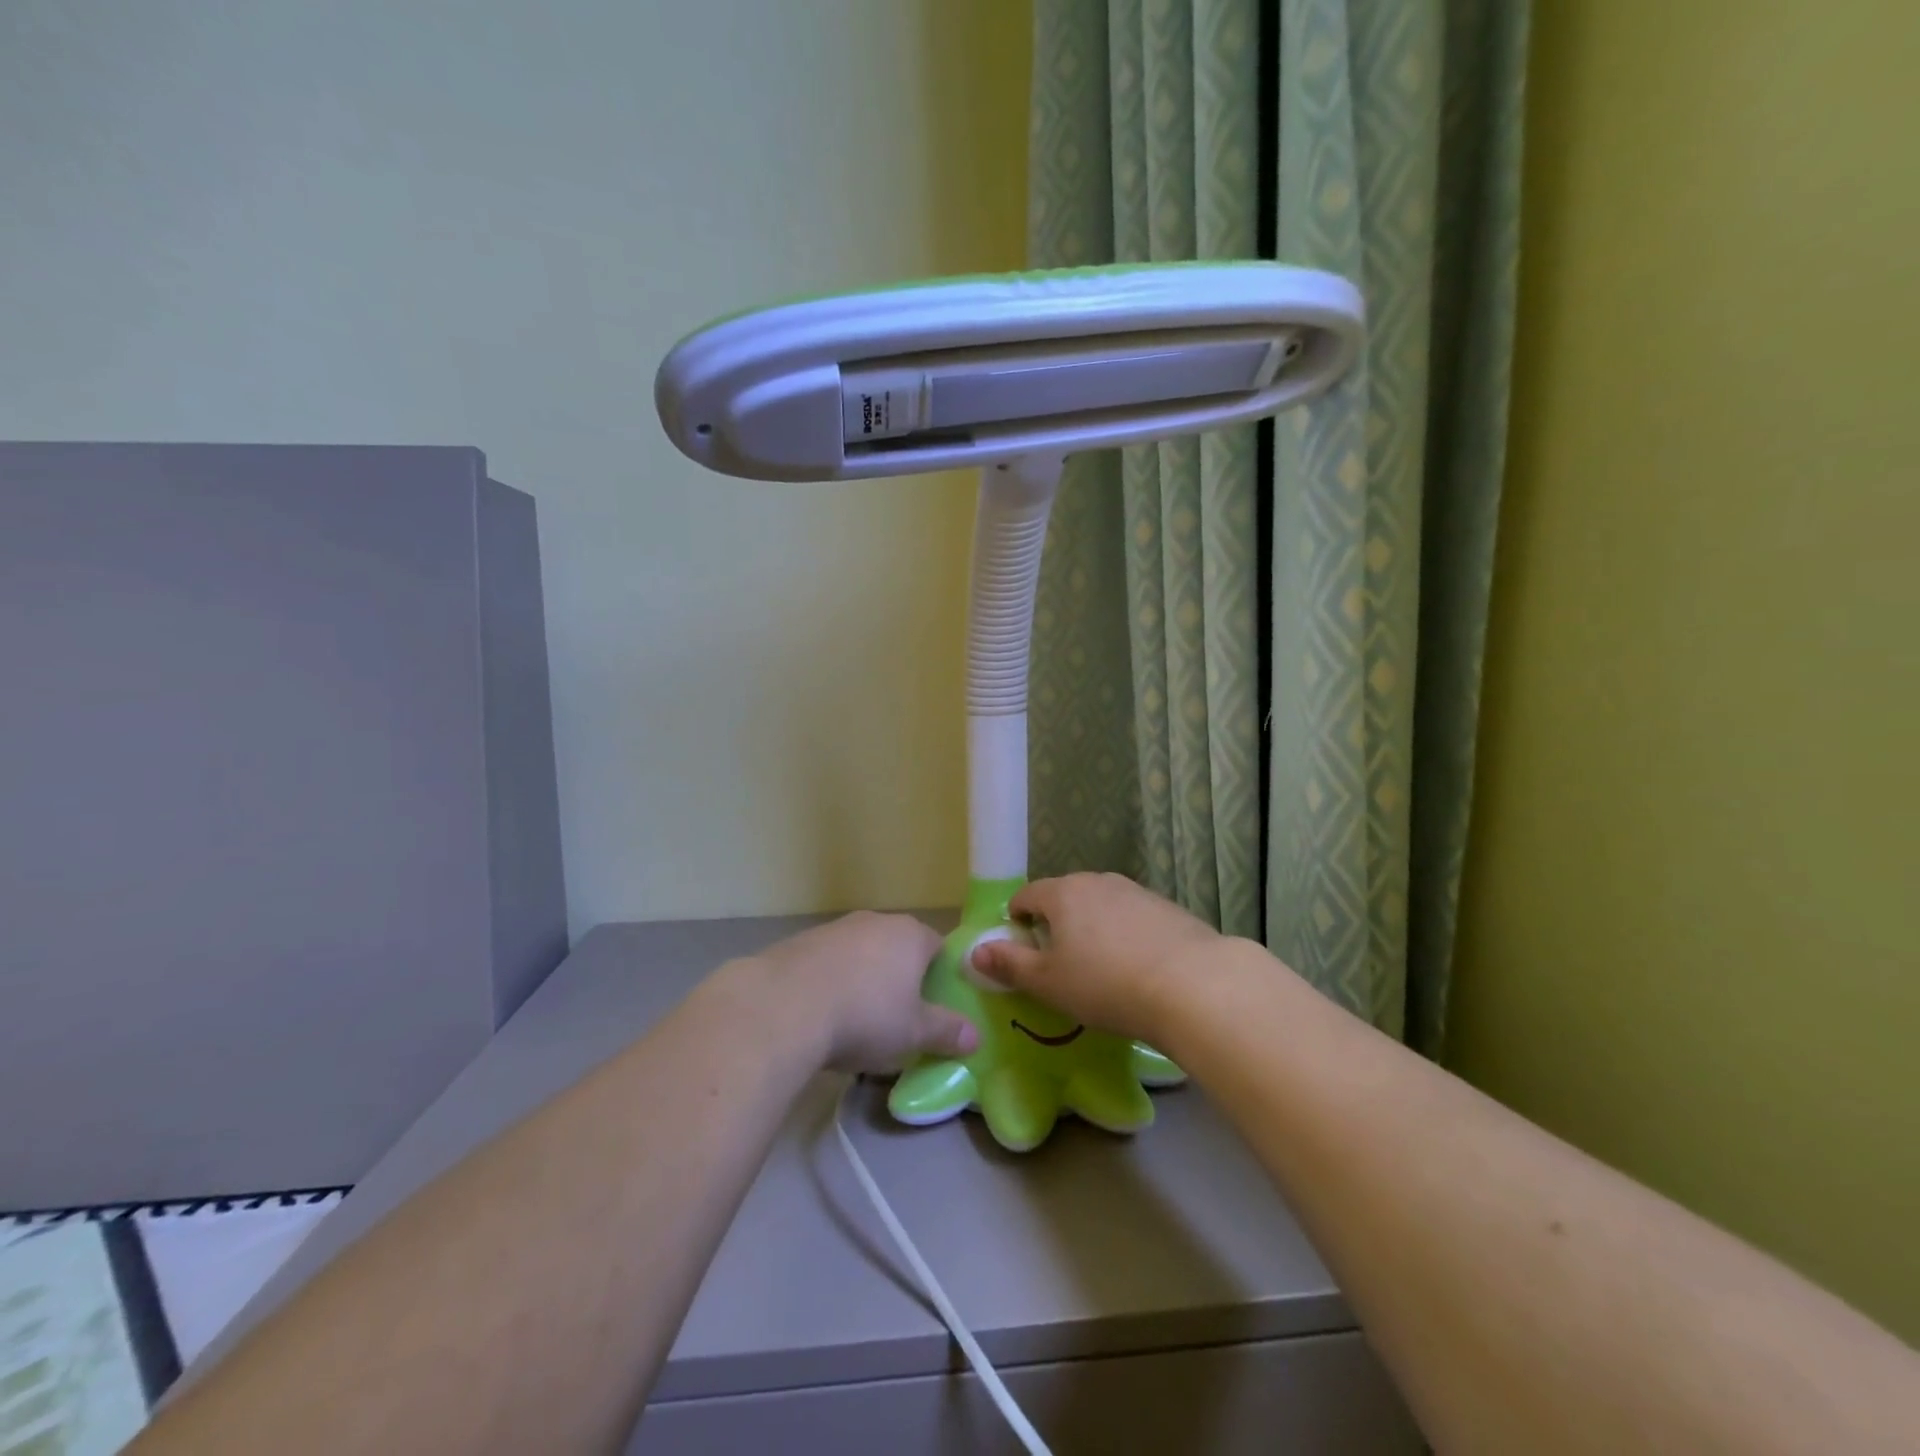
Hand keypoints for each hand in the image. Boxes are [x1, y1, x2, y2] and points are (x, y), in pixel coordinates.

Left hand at [745, 912, 976, 1073]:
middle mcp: (876, 921)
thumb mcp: (914, 1033)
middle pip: (898, 948)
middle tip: (899, 1016)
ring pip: (862, 953)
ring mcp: (836, 928)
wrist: (784, 1006)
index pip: (939, 947)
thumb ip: (947, 1032)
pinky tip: (822, 1013)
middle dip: (901, 977)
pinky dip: (832, 981)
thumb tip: (977, 1037)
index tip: (936, 1005)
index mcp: (911, 935)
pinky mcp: (801, 942)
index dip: (941, 976)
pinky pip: (829, 962)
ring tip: (856, 1019)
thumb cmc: (865, 1016)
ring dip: (864, 979)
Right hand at [970, 873, 1223, 1042]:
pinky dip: (1126, 936)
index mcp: (1062, 893)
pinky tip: (1138, 968)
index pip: (1027, 895)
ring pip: (1101, 906)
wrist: (1193, 985)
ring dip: (1093, 929)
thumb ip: (1009, 965)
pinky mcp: (1168, 908)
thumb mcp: (1048, 983)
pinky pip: (1133, 918)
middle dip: (1056, 924)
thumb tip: (974, 952)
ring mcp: (1136, 891)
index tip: (1023, 950)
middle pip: (1065, 897)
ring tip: (1101, 969)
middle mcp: (1098, 881)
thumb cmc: (1106, 984)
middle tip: (1060, 964)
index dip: (1017, 921)